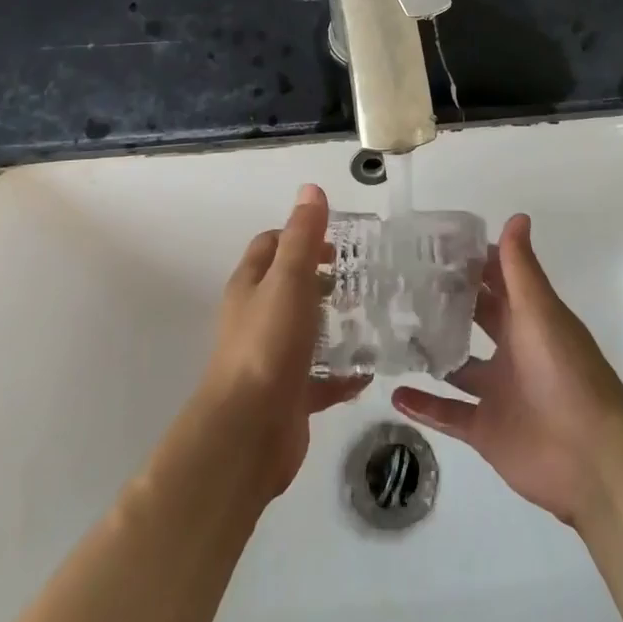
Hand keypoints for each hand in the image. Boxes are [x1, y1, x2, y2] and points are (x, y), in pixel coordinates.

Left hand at [192, 184, 368, 500]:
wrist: (248, 433)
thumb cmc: (268, 345)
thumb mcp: (288, 280)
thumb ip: (302, 236)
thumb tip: (310, 189)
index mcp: (251, 286)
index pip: (271, 245)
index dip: (300, 235)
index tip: (339, 242)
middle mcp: (256, 318)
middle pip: (289, 287)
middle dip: (323, 279)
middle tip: (363, 278)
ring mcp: (272, 358)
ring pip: (306, 332)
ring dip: (335, 325)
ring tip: (374, 316)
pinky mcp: (289, 395)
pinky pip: (320, 378)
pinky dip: (342, 372)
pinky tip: (369, 369)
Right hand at [392, 214, 622, 526]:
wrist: (592, 456)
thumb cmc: (566, 373)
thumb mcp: (540, 312)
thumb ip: (521, 268)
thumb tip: (516, 215)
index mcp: (529, 319)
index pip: (498, 280)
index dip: (472, 261)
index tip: (433, 243)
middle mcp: (513, 350)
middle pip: (476, 319)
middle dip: (447, 301)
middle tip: (402, 282)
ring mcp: (498, 392)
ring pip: (457, 367)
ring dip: (431, 352)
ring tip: (391, 333)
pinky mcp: (486, 430)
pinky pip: (449, 414)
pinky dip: (424, 407)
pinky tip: (394, 394)